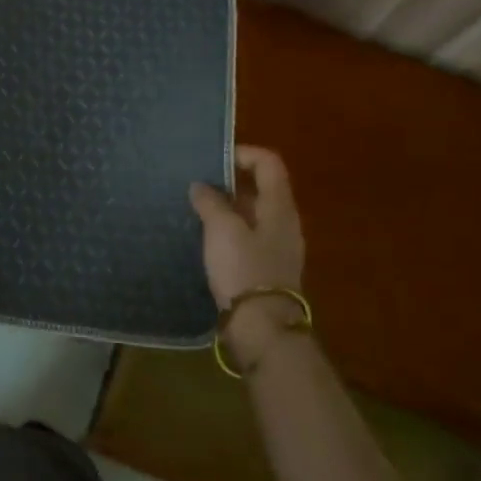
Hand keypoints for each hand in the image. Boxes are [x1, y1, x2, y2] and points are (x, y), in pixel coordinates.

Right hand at [190, 147, 307, 364]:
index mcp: (279, 206)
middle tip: (197, 186)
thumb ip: (211, 202)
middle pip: (261, 188)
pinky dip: (229, 232)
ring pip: (253, 215)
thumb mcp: (222, 229)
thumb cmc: (244, 268)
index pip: (269, 163)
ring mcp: (278, 247)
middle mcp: (284, 222)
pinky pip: (248, 237)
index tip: (213, 161)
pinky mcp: (267, 268)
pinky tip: (207, 241)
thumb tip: (201, 185)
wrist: (262, 325)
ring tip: (196, 212)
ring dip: (227, 209)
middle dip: (229, 183)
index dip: (243, 154)